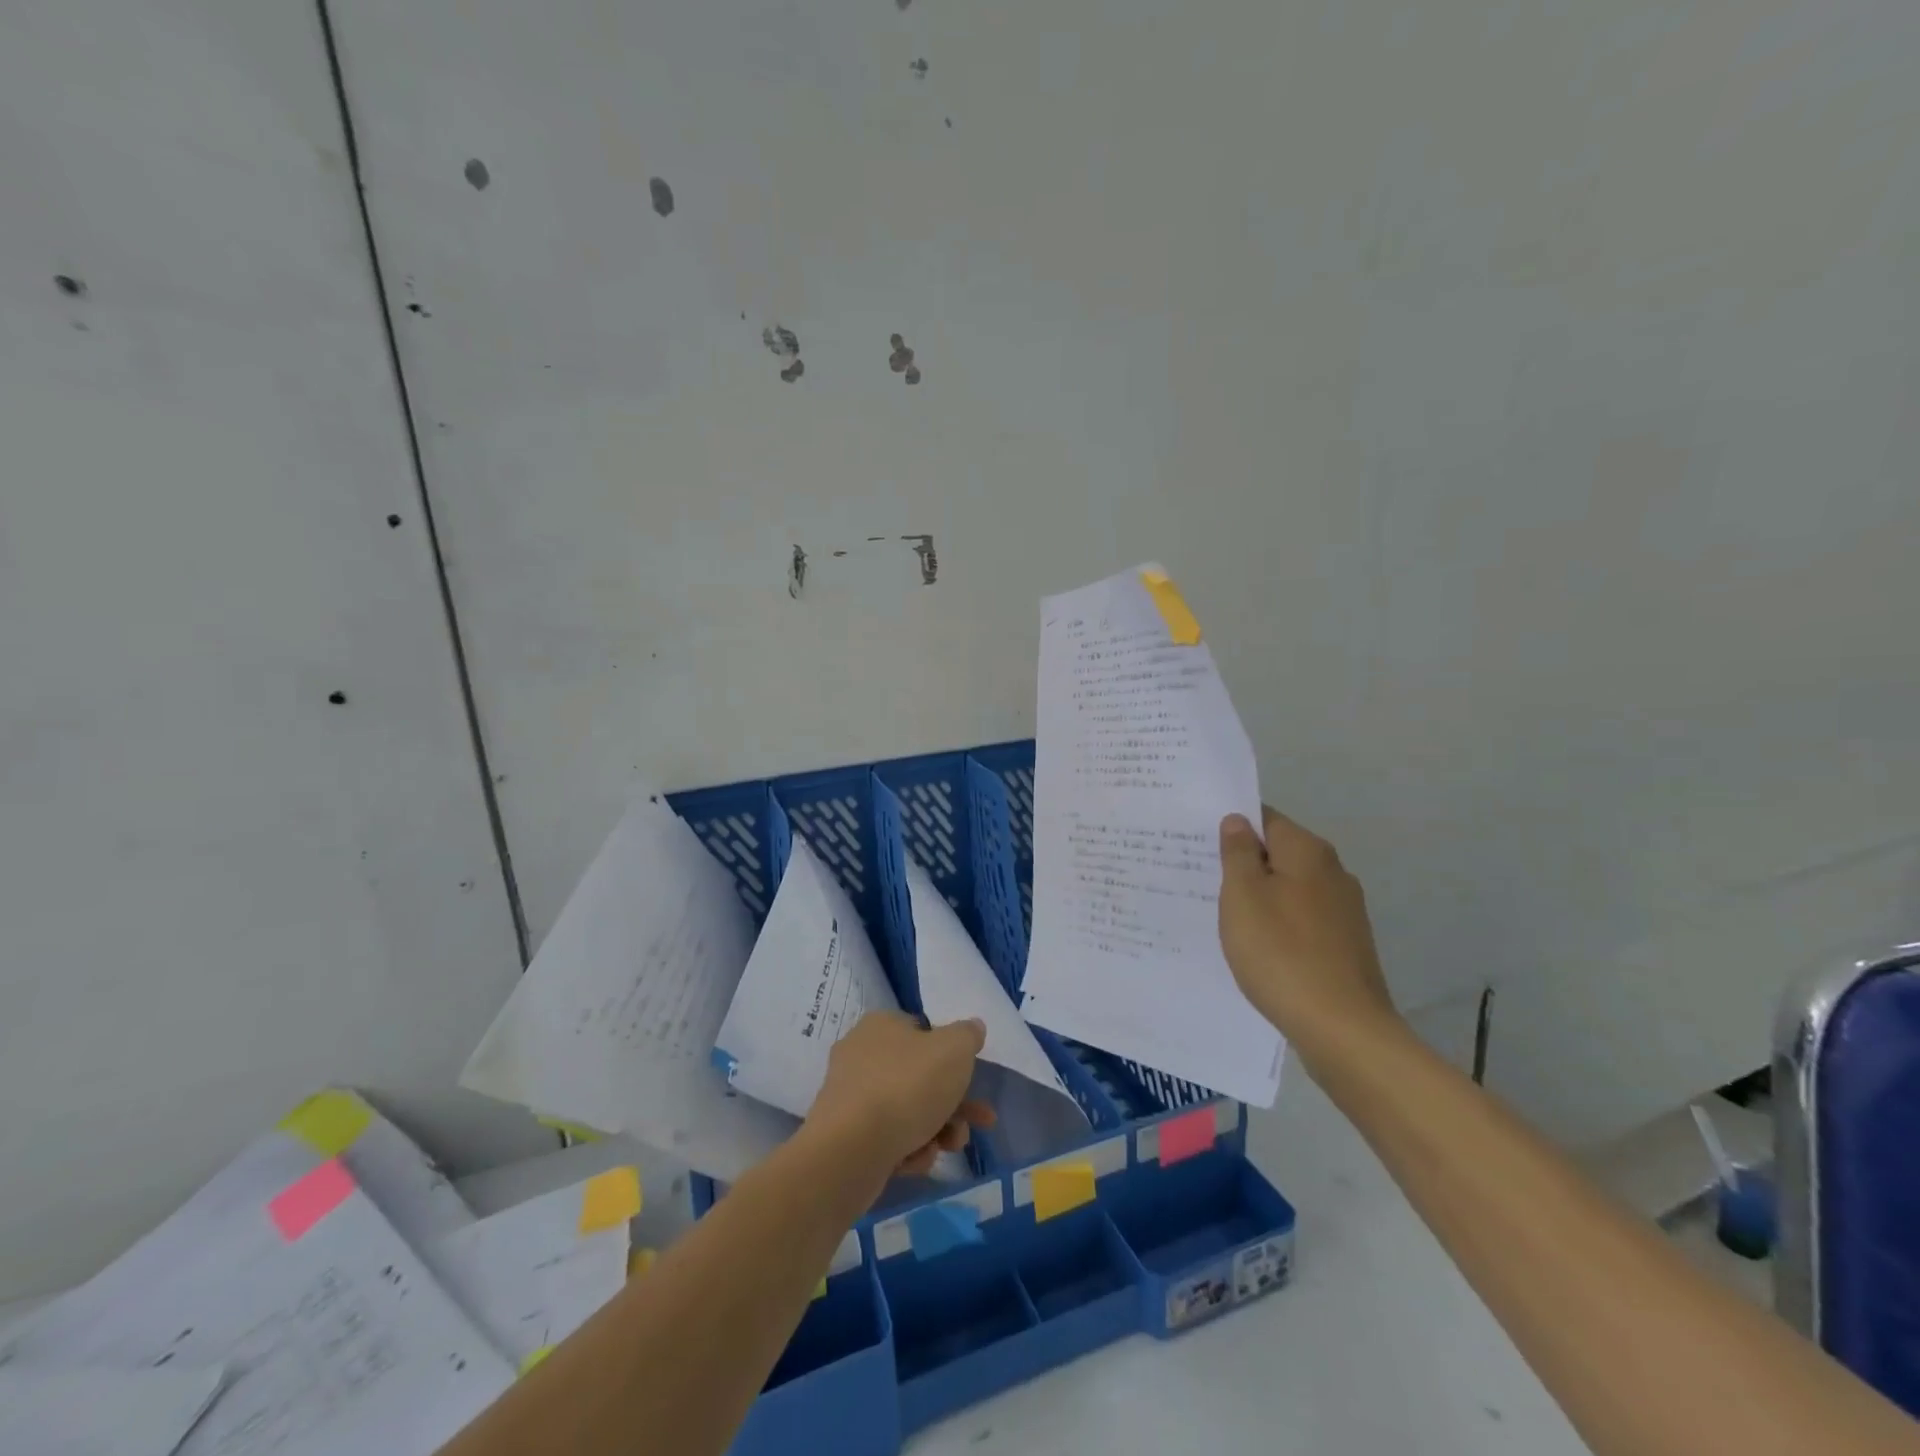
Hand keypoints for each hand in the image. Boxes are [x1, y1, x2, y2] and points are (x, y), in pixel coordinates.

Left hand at [806, 1011, 996, 1176]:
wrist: (850, 1150)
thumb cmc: (906, 1086)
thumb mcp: (953, 1050)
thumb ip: (968, 1036)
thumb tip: (973, 1027)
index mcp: (882, 1025)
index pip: (923, 1031)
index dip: (951, 1054)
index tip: (971, 1076)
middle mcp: (862, 1055)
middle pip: (920, 1076)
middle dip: (954, 1102)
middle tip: (978, 1121)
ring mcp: (852, 1097)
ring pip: (908, 1110)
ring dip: (938, 1129)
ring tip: (951, 1147)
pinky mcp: (847, 1136)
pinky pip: (888, 1138)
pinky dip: (908, 1148)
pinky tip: (916, 1160)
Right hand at [1218, 806, 1401, 1062]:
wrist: (1342, 1029)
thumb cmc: (1281, 953)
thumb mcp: (1243, 896)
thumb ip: (1238, 853)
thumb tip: (1238, 821)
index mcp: (1308, 852)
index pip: (1265, 818)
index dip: (1232, 826)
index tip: (1199, 841)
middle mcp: (1333, 872)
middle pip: (1279, 853)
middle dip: (1244, 863)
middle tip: (1202, 878)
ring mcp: (1344, 910)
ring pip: (1290, 888)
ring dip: (1261, 896)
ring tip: (1224, 915)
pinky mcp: (1346, 944)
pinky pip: (1302, 919)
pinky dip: (1278, 924)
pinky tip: (1257, 946)